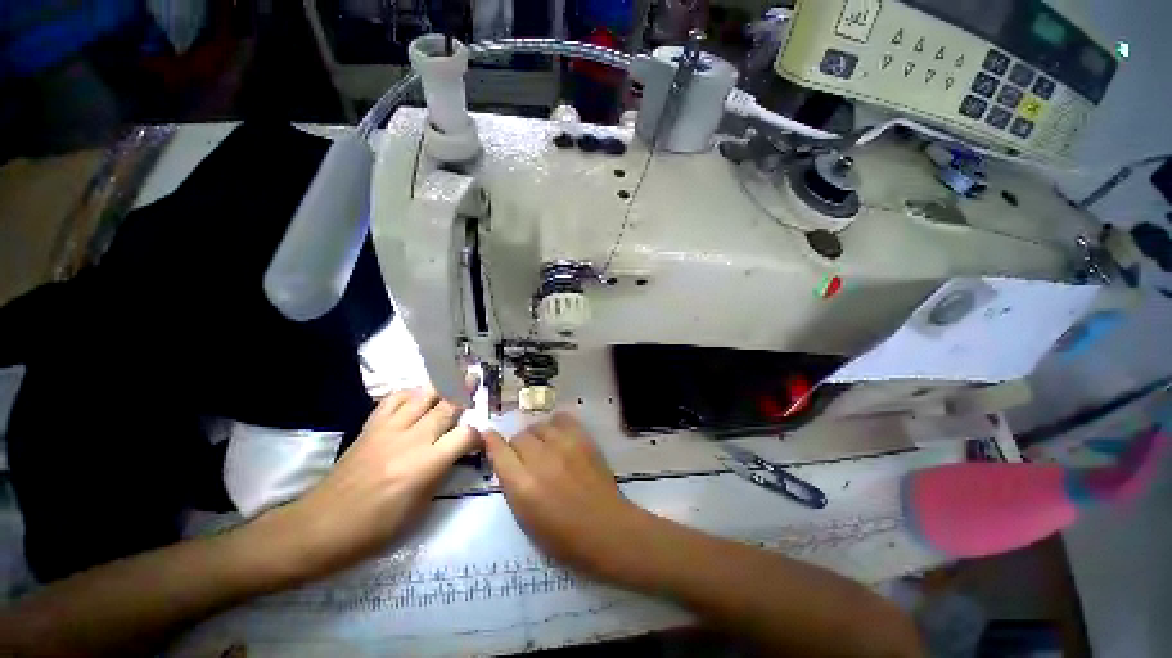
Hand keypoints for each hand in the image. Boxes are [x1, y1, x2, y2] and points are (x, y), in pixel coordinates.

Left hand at [270, 387, 480, 578]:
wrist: (321, 526)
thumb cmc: (375, 528)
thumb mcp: (419, 510)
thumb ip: (440, 474)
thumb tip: (455, 454)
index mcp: (425, 465)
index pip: (465, 436)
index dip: (478, 435)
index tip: (481, 439)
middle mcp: (411, 440)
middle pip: (447, 407)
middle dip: (465, 393)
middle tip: (475, 380)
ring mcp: (389, 429)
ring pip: (423, 395)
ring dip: (441, 387)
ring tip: (452, 378)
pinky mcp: (370, 426)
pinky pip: (394, 398)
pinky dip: (410, 393)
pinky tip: (417, 396)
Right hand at [483, 413, 654, 584]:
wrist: (606, 528)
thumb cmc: (564, 537)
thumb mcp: (526, 521)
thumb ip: (513, 487)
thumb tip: (506, 463)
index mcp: (523, 486)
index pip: (499, 451)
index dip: (491, 442)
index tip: (487, 436)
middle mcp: (541, 460)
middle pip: (519, 437)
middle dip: (518, 447)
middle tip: (527, 458)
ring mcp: (564, 445)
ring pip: (539, 426)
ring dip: (537, 436)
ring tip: (545, 448)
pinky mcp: (582, 438)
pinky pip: (562, 418)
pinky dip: (556, 425)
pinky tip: (560, 437)